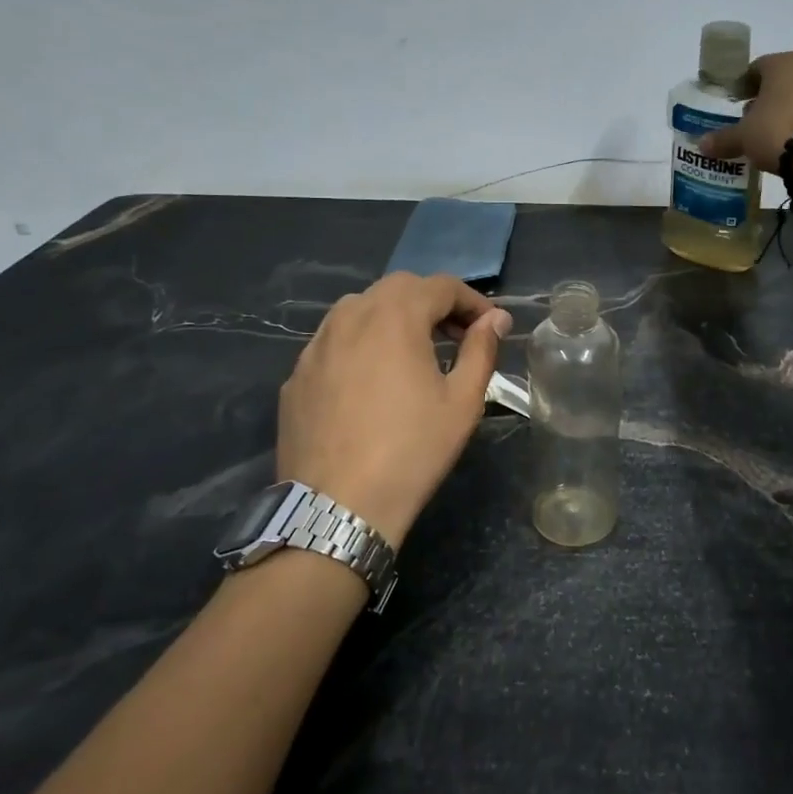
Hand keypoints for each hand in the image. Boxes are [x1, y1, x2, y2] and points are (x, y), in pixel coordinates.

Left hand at [277, 272, 512, 548]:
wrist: (337, 507)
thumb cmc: (412, 450)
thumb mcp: (462, 401)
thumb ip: (481, 349)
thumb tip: (496, 320)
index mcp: (395, 316)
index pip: (441, 285)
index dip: (472, 300)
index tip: (490, 326)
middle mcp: (350, 317)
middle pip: (398, 288)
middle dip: (433, 303)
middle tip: (456, 336)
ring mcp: (316, 345)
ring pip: (360, 309)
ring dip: (394, 317)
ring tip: (413, 353)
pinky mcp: (296, 375)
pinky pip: (334, 341)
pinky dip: (361, 344)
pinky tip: (371, 382)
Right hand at [697, 51, 792, 172]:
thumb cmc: (776, 131)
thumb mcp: (743, 137)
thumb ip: (724, 139)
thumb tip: (701, 145)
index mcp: (782, 64)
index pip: (758, 67)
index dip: (745, 84)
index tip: (737, 101)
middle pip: (786, 80)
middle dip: (771, 97)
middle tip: (757, 119)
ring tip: (784, 132)